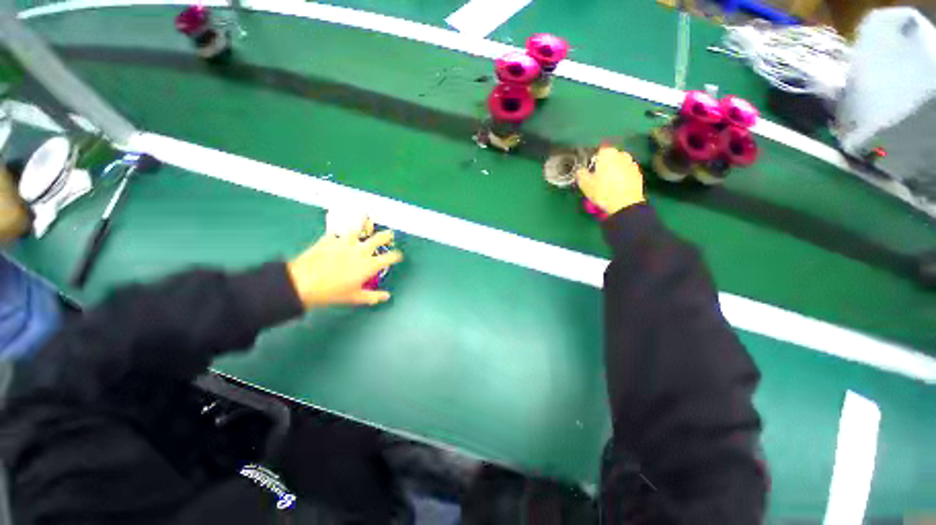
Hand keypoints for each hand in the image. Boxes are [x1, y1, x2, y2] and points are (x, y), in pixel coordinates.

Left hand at [287, 226, 402, 307]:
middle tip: (389, 234)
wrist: (303, 282)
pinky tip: (340, 232)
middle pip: (379, 238)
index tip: (398, 256)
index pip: (391, 257)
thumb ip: (373, 296)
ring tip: (367, 221)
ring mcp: (345, 242)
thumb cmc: (332, 292)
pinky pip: (337, 232)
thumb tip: (386, 297)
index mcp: (370, 264)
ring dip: (364, 226)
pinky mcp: (330, 239)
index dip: (397, 256)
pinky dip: (341, 232)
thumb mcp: (355, 297)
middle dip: (387, 235)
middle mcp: (361, 250)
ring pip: (359, 229)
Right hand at [576, 146, 645, 214]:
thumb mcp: (585, 184)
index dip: (593, 162)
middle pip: (610, 158)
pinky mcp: (638, 173)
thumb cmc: (602, 192)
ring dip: (614, 171)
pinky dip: (622, 177)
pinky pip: (626, 172)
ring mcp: (631, 163)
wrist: (625, 204)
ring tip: (608, 185)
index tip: (590, 172)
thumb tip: (580, 170)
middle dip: (605, 165)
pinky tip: (617, 188)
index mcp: (607, 153)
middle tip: (598, 179)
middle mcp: (621, 154)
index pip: (598, 152)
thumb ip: (580, 174)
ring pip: (619, 165)